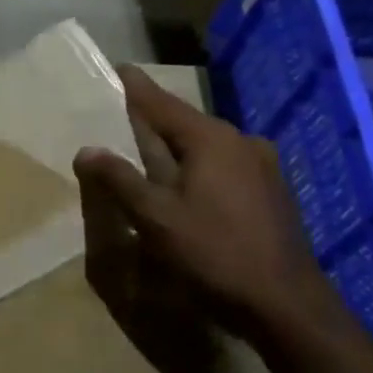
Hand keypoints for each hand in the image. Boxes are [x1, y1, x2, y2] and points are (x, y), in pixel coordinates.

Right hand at [74, 65, 341, 345]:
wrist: (286, 305)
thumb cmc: (214, 254)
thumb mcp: (155, 218)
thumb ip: (119, 180)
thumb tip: (86, 149)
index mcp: (211, 140)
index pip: (163, 103)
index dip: (137, 88)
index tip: (118, 68)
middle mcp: (241, 142)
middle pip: (186, 122)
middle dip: (154, 120)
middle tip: (123, 115)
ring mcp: (262, 167)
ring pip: (207, 146)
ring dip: (176, 146)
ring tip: (148, 149)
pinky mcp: (271, 192)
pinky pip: (223, 165)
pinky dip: (197, 166)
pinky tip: (185, 183)